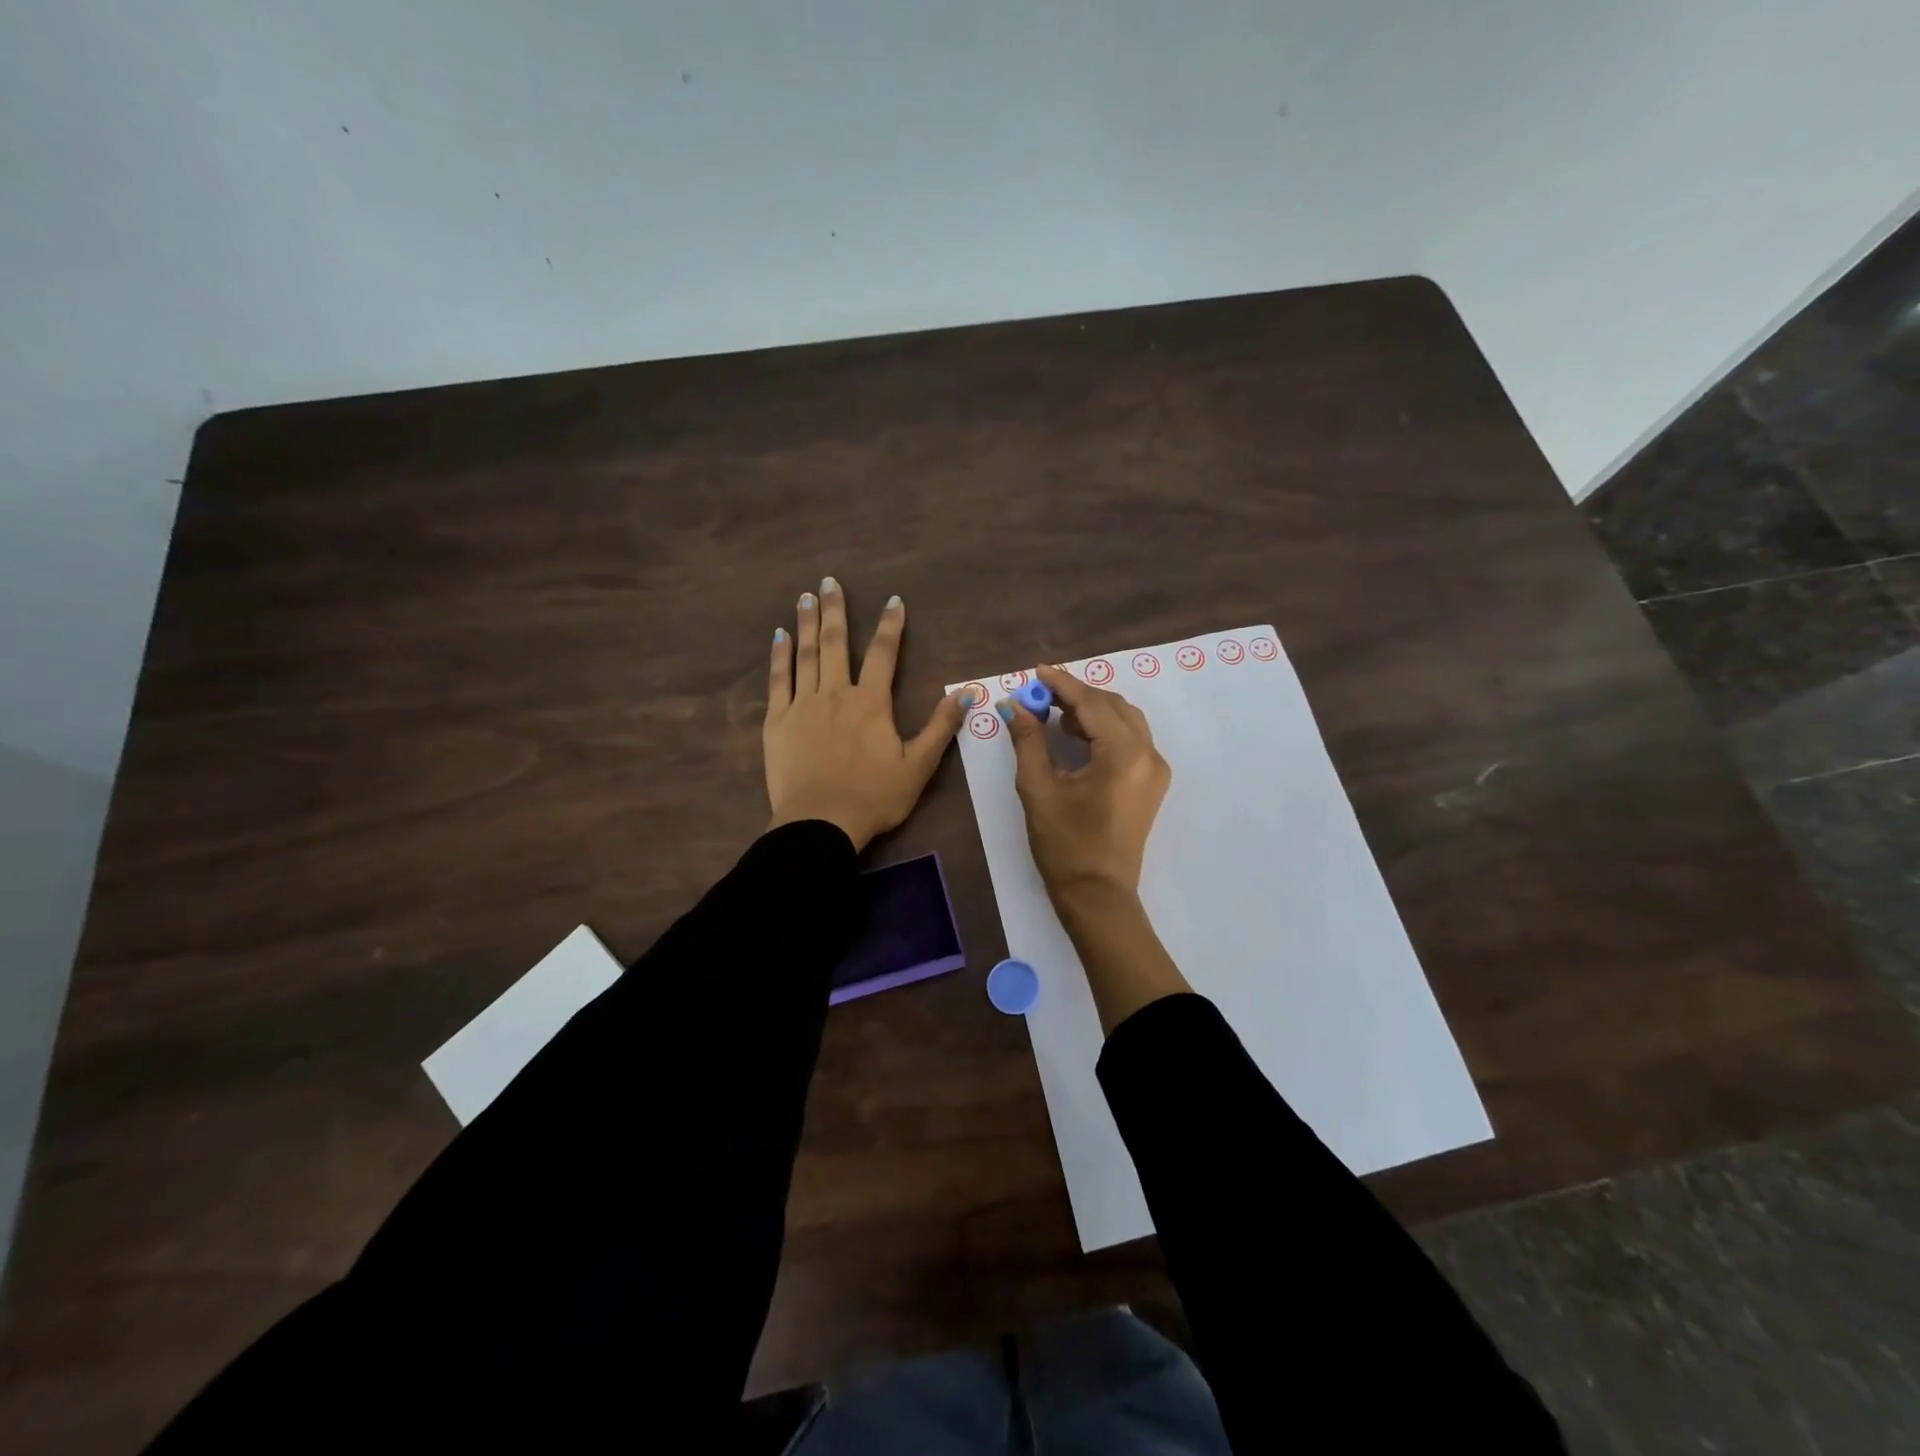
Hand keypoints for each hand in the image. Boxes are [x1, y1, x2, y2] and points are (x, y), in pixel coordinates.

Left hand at [763, 577, 964, 851]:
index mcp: (871, 703)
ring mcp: (803, 705)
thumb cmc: (874, 797)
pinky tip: (779, 635)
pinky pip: (778, 680)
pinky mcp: (778, 721)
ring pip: (806, 654)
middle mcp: (836, 693)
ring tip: (805, 596)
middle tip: (829, 581)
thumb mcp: (918, 766)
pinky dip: (779, 656)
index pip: (884, 654)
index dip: (891, 626)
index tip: (893, 601)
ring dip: (807, 623)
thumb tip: (968, 694)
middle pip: (837, 643)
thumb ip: (941, 727)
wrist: (820, 823)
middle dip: (836, 610)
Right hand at [1004, 664, 1170, 904]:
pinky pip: (1130, 739)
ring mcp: (1154, 769)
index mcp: (1123, 754)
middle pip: (1112, 705)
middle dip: (1076, 695)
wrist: (1098, 895)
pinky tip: (1076, 736)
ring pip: (1125, 719)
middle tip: (1039, 696)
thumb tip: (1013, 706)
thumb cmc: (1065, 844)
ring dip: (1091, 710)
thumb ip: (1028, 741)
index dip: (1061, 684)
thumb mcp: (1039, 789)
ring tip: (1053, 714)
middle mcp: (1148, 754)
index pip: (1091, 703)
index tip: (1035, 671)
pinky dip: (1104, 729)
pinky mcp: (1151, 783)